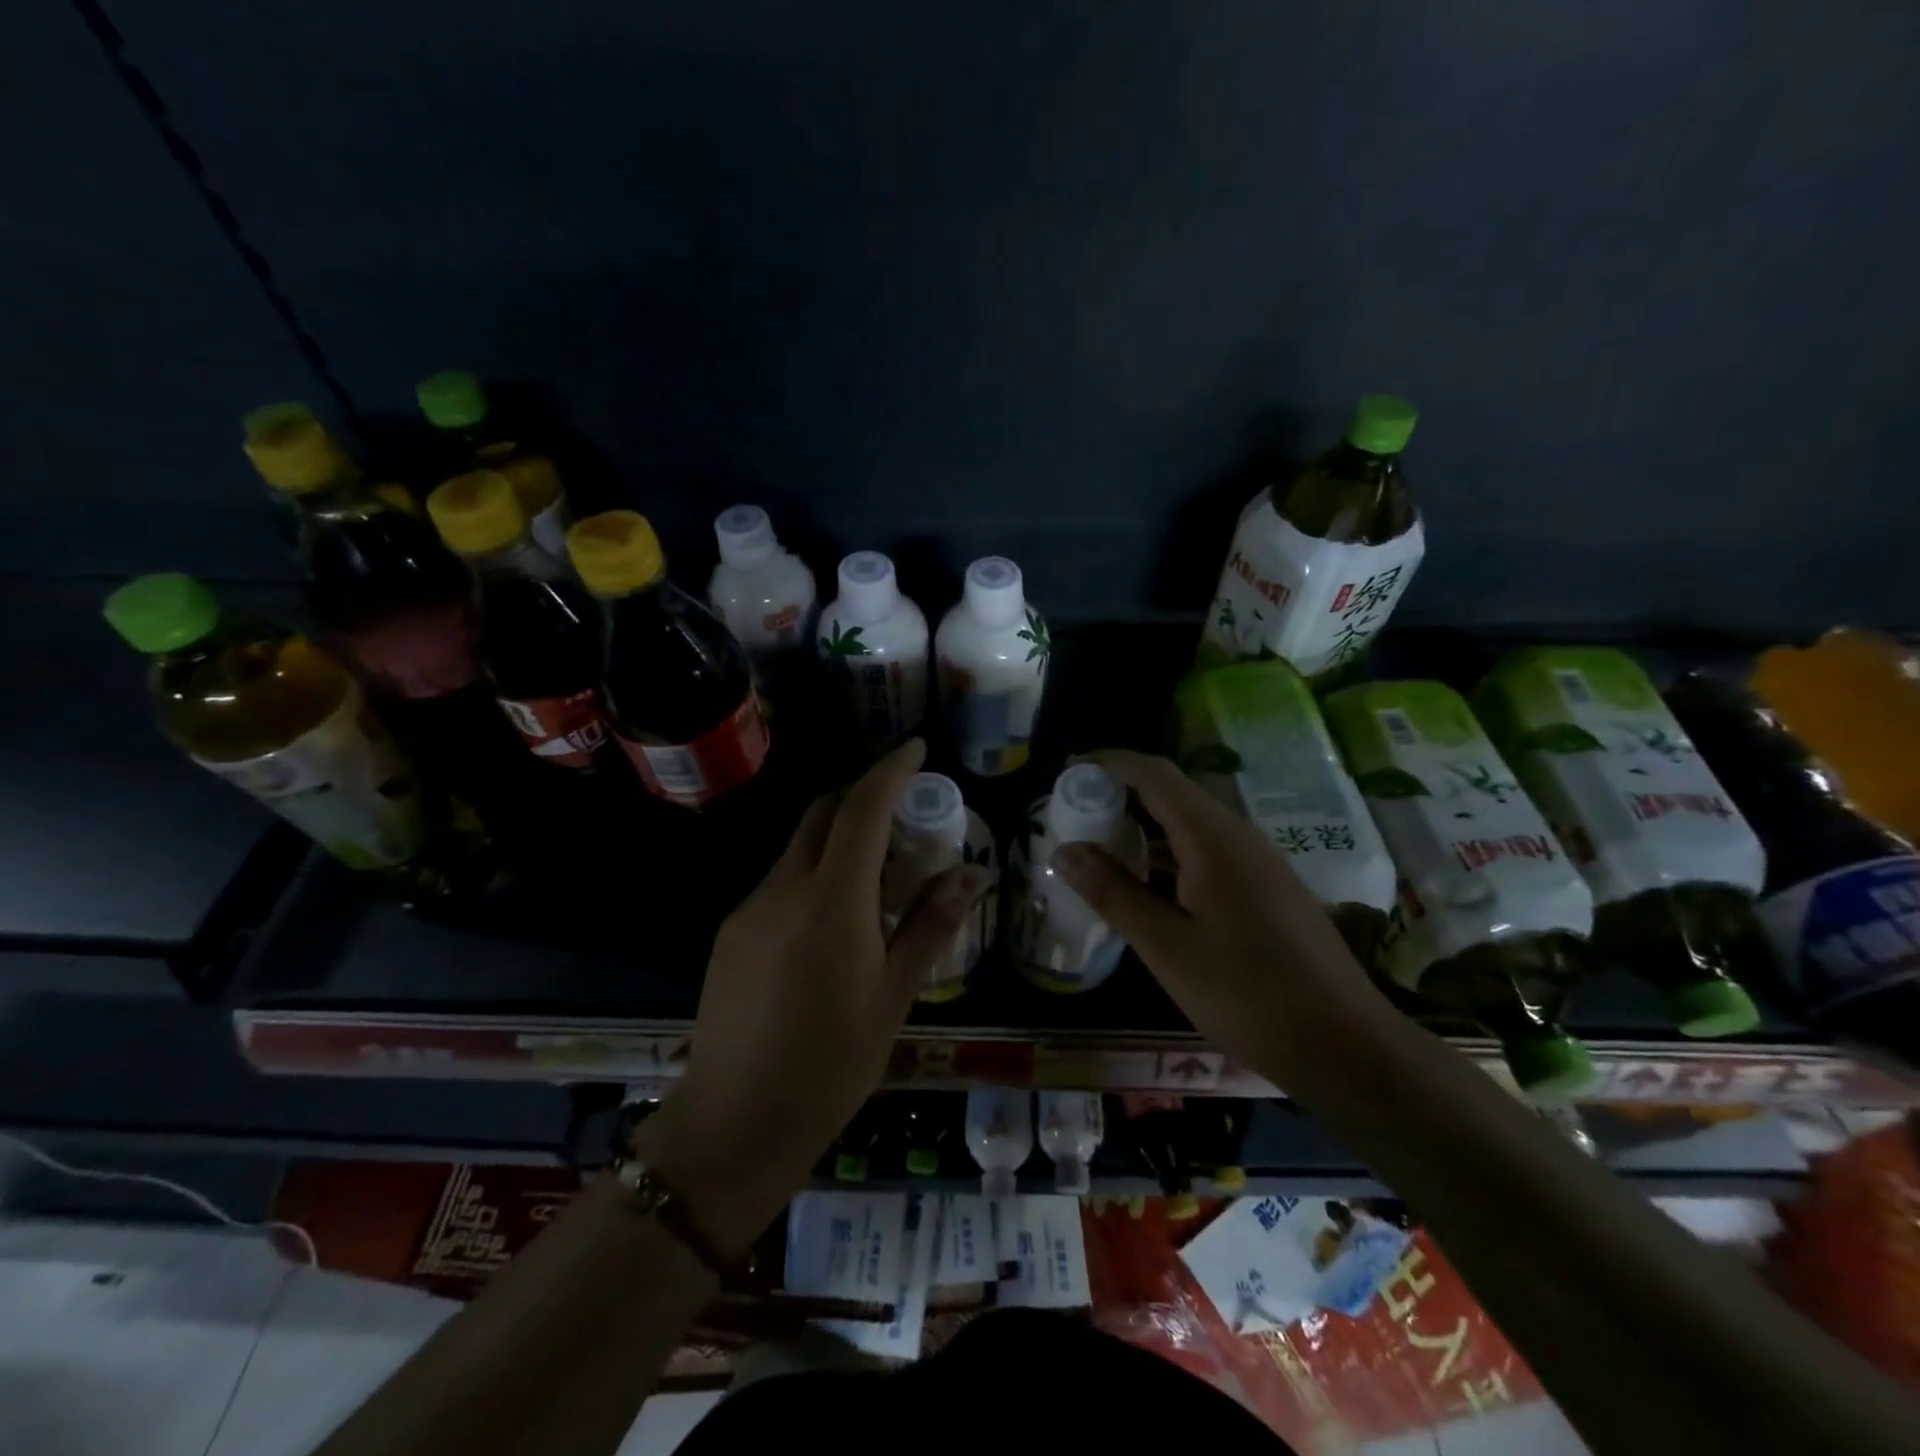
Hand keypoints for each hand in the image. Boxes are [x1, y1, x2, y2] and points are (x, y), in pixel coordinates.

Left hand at [636, 739, 993, 1259]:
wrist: (733, 1125)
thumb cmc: (830, 1065)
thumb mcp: (894, 996)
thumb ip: (931, 925)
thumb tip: (974, 873)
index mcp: (831, 901)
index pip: (862, 810)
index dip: (890, 771)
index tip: (917, 749)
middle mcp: (783, 889)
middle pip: (823, 815)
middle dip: (864, 800)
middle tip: (905, 819)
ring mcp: (749, 910)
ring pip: (799, 849)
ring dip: (839, 842)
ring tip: (879, 881)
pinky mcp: (731, 933)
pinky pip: (780, 882)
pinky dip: (814, 876)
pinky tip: (835, 922)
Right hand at [1050, 749, 1390, 1092]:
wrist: (1345, 1044)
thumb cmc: (1247, 993)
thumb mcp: (1167, 946)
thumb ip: (1113, 893)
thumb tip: (1063, 852)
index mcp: (1213, 837)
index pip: (1155, 774)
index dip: (1109, 764)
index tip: (1068, 773)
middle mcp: (1238, 835)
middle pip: (1172, 794)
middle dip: (1120, 797)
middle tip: (1073, 819)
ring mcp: (1257, 861)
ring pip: (1190, 825)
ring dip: (1143, 829)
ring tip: (1098, 850)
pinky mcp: (1266, 887)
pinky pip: (1208, 851)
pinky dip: (1168, 855)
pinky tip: (1146, 886)